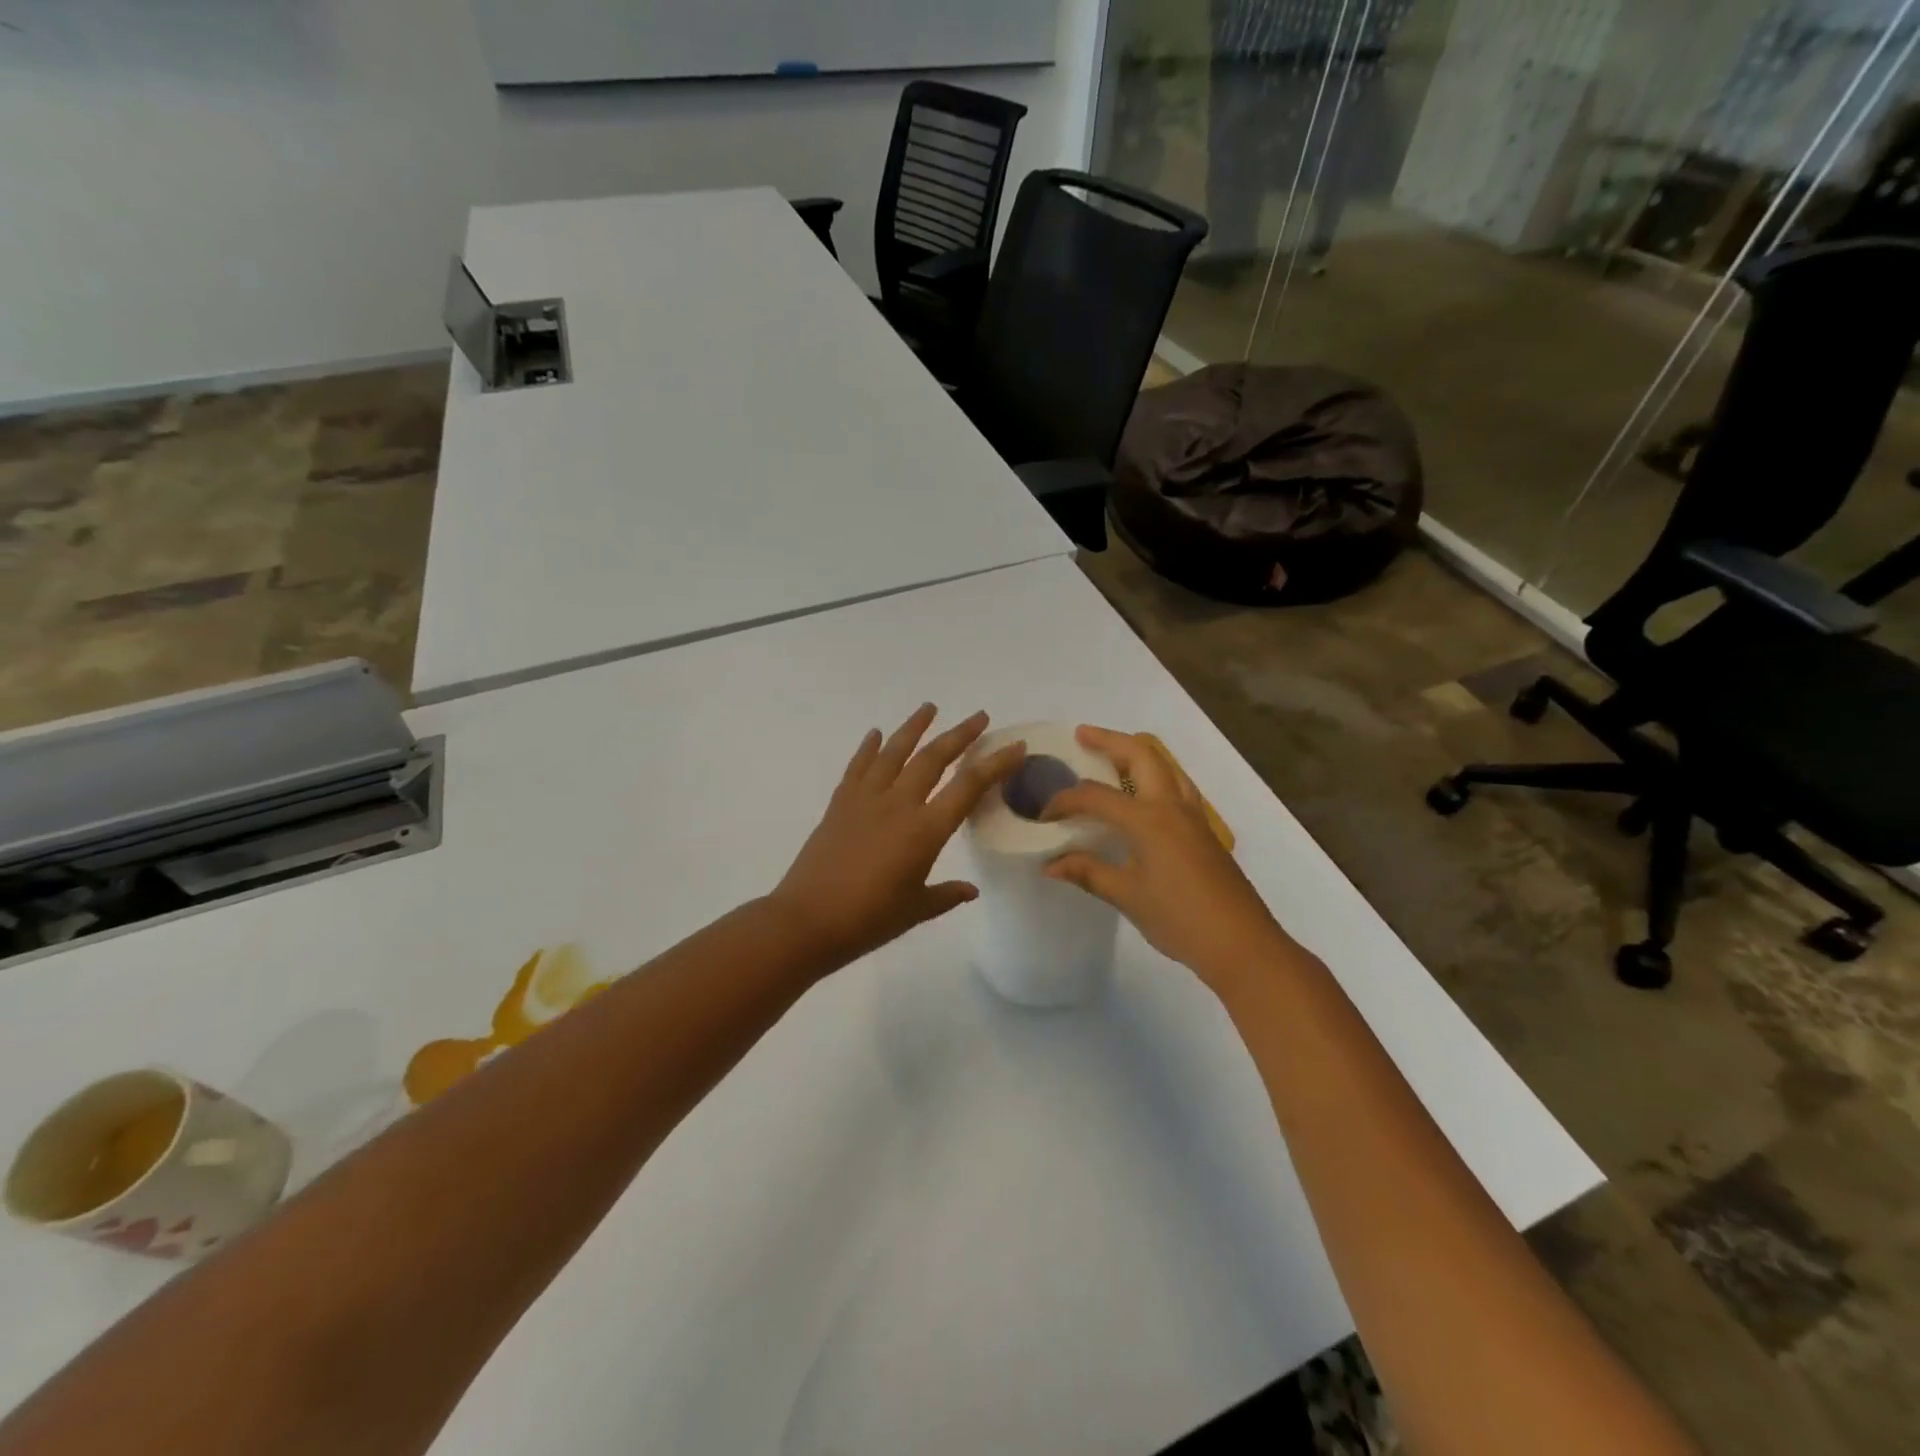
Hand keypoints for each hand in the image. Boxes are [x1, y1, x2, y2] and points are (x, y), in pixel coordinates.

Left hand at [771, 705, 1025, 970]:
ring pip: (895, 752)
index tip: (1015, 746)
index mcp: (925, 830)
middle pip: (934, 758)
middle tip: (979, 717)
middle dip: (960, 734)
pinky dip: (869, 747)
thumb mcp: (916, 910)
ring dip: (914, 727)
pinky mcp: (840, 804)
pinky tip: (876, 734)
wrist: (806, 921)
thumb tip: (970, 889)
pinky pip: (858, 767)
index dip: (995, 764)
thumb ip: (946, 895)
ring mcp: (866, 799)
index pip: (968, 786)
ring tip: (930, 707)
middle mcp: (899, 804)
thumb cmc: (868, 920)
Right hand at [1044, 726, 1288, 991]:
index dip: (1064, 801)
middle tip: (1082, 735)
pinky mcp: (1204, 831)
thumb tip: (1050, 864)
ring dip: (1136, 753)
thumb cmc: (1180, 919)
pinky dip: (1155, 775)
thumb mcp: (1127, 896)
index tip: (1044, 816)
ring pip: (1165, 766)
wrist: (1241, 943)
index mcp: (1149, 819)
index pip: (1095, 796)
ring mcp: (1194, 816)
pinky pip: (1177, 785)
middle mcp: (1172, 806)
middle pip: (1141, 755)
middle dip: (1109, 740)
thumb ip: (1088, 873)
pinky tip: (1144, 793)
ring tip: (1112, 755)